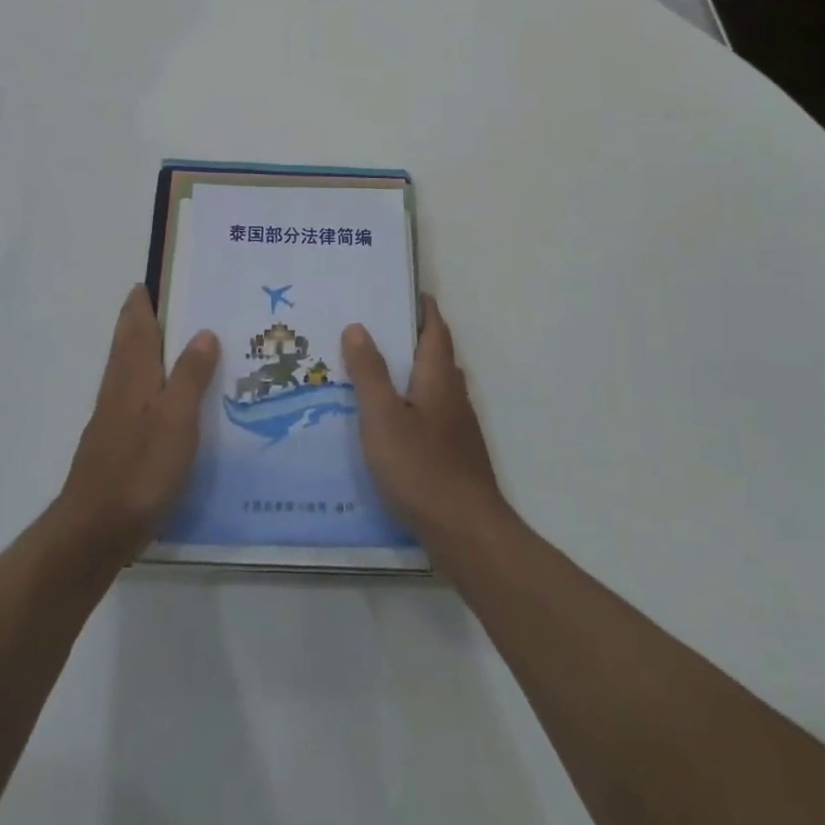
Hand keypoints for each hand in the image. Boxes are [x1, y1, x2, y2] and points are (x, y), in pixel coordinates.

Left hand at [56, 286, 219, 562]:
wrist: (94, 531)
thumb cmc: (140, 468)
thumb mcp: (176, 418)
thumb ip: (189, 375)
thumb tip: (203, 331)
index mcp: (132, 375)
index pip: (136, 326)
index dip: (142, 302)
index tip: (153, 279)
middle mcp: (119, 389)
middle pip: (129, 345)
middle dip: (144, 322)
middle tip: (174, 305)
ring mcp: (114, 419)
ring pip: (132, 372)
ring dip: (150, 352)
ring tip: (181, 345)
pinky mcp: (117, 446)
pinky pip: (137, 399)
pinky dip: (152, 385)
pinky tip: (170, 401)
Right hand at [340, 296, 506, 550]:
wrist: (465, 532)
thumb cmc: (420, 467)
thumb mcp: (383, 417)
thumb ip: (370, 372)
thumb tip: (358, 326)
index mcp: (438, 378)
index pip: (435, 331)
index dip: (424, 309)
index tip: (407, 292)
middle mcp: (454, 396)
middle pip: (437, 356)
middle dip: (414, 338)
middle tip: (379, 328)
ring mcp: (459, 428)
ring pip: (436, 387)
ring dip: (414, 371)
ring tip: (378, 370)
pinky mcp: (456, 455)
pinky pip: (433, 414)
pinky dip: (414, 403)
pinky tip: (393, 422)